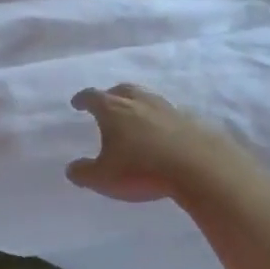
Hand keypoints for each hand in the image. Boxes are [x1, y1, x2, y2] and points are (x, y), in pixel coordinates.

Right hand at [67, 83, 235, 202]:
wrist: (198, 167)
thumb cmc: (142, 169)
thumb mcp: (104, 178)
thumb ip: (84, 173)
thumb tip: (71, 169)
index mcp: (113, 110)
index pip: (92, 97)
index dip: (82, 99)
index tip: (77, 103)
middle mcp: (138, 101)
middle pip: (121, 90)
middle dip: (111, 95)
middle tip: (106, 105)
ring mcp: (166, 108)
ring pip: (146, 98)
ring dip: (137, 104)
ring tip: (134, 117)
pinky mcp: (189, 120)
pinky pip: (167, 114)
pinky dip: (159, 119)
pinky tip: (160, 132)